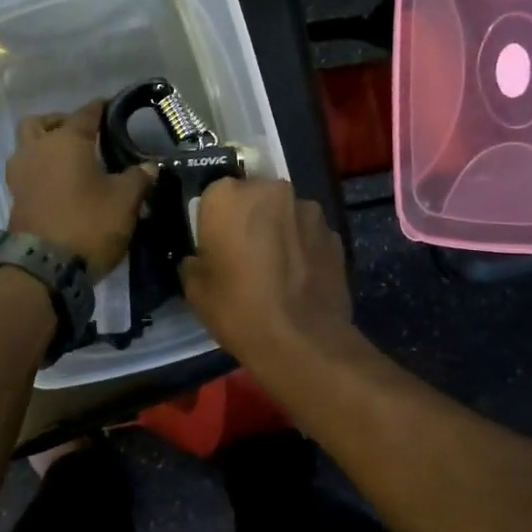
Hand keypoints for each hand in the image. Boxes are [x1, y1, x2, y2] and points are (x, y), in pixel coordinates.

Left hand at [6, 101, 152, 281]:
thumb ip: (138, 178)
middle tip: (82, 135)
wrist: (45, 268)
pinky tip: (60, 185)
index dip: (101, 108)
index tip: (113, 106)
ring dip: (44, 146)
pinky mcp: (15, 200)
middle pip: (41, 123)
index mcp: (65, 141)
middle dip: (60, 123)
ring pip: (27, 147)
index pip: (86, 113)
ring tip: (69, 161)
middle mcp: (37, 150)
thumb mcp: (125, 201)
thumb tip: (149, 166)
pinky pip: (27, 173)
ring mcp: (20, 175)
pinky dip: (41, 171)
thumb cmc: (89, 223)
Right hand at [181, 177, 355, 374]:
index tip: (215, 246)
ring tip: (276, 270)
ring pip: (285, 214)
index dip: (213, 221)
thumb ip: (196, 260)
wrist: (302, 341)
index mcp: (228, 196)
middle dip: (250, 219)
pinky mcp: (335, 234)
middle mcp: (272, 190)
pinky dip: (303, 249)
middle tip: (245, 255)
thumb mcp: (195, 289)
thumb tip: (204, 257)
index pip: (214, 195)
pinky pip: (309, 235)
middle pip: (254, 197)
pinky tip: (299, 279)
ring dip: (279, 231)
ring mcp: (309, 210)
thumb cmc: (238, 309)